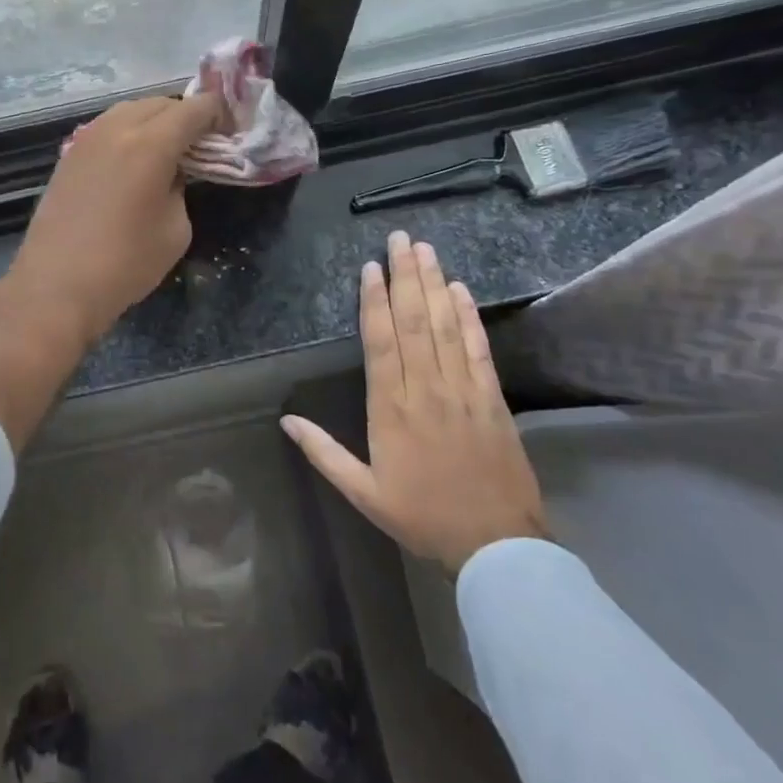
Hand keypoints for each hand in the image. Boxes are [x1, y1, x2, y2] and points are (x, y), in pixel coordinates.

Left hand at [9, 94, 226, 343]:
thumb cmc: (126, 263)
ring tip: (167, 148)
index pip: (193, 109)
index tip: (228, 128)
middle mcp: (116, 129)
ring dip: (153, 120)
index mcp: (151, 143)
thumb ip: (180, 188)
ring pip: (128, 110)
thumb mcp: (176, 229)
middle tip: (200, 141)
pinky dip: (127, 133)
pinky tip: (132, 160)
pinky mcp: (68, 156)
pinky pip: (106, 128)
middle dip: (185, 115)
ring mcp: (86, 139)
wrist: (57, 285)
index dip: (217, 112)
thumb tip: (171, 173)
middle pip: (159, 103)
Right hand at [282, 231, 547, 574]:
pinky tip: (461, 289)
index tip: (371, 266)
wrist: (496, 545)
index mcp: (390, 408)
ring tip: (425, 249)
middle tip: (400, 238)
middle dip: (405, 275)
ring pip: (444, 325)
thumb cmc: (422, 515)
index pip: (380, 340)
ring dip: (434, 284)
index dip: (374, 300)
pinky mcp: (492, 397)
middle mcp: (425, 388)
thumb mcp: (362, 492)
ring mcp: (463, 389)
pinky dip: (468, 316)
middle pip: (413, 321)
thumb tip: (286, 419)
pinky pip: (477, 347)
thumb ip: (323, 452)